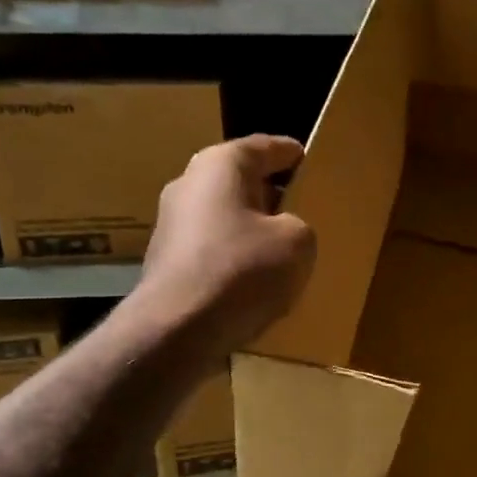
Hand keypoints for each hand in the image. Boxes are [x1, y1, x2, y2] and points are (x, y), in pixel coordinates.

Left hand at [132, 134, 316, 365]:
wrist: (177, 330)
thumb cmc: (242, 270)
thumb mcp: (298, 242)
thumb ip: (299, 225)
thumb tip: (285, 232)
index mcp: (220, 165)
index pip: (263, 147)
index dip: (291, 154)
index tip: (310, 160)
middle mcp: (188, 185)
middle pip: (239, 181)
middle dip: (271, 193)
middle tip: (303, 207)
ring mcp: (171, 225)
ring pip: (225, 217)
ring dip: (252, 229)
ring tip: (284, 249)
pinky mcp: (167, 262)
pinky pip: (212, 250)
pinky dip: (235, 257)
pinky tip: (256, 281)